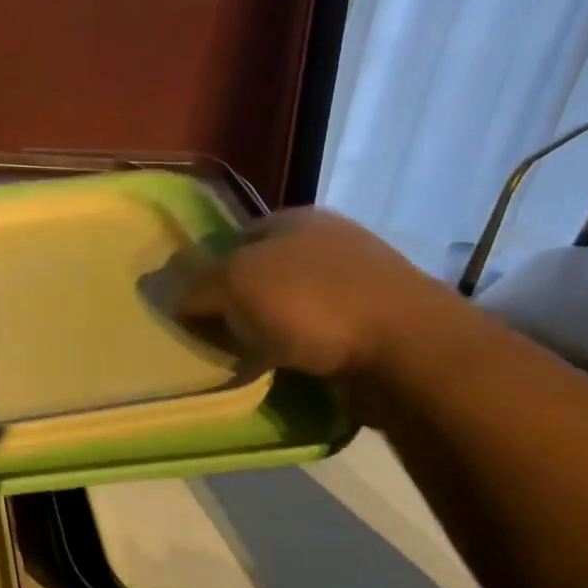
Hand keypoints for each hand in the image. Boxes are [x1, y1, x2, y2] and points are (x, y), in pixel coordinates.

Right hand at [178, 207, 461, 380]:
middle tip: (219, 336)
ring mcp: (361, 281)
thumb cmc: (311, 303)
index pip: (235, 239)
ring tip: (253, 360)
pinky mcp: (381, 322)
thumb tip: (178, 300)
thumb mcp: (233, 285)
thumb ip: (196, 288)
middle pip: (264, 273)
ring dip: (272, 331)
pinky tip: (292, 370)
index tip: (197, 307)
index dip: (210, 270)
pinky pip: (323, 336)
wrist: (409, 350)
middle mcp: (329, 241)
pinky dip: (304, 351)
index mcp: (295, 218)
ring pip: (294, 306)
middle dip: (241, 304)